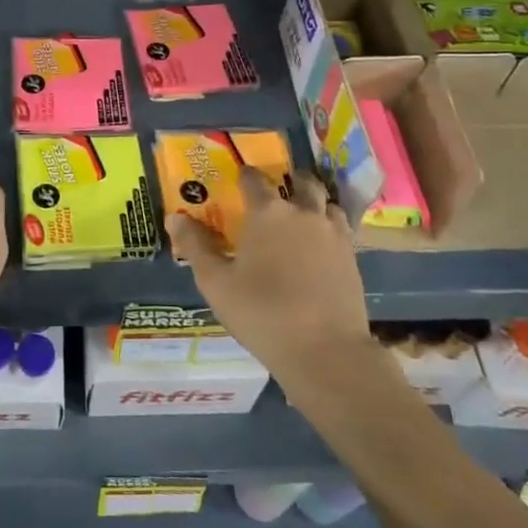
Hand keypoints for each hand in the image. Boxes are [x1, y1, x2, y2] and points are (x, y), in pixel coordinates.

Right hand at [166, 167, 369, 377]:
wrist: (325, 351)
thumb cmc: (261, 312)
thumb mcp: (216, 282)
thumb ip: (195, 246)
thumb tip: (175, 217)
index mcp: (267, 212)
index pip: (253, 179)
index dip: (244, 176)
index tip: (238, 179)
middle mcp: (303, 212)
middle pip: (301, 182)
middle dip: (289, 181)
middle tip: (277, 192)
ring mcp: (333, 233)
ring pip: (326, 203)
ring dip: (314, 202)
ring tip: (302, 215)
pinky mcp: (352, 257)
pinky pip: (340, 228)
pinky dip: (329, 227)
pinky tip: (320, 245)